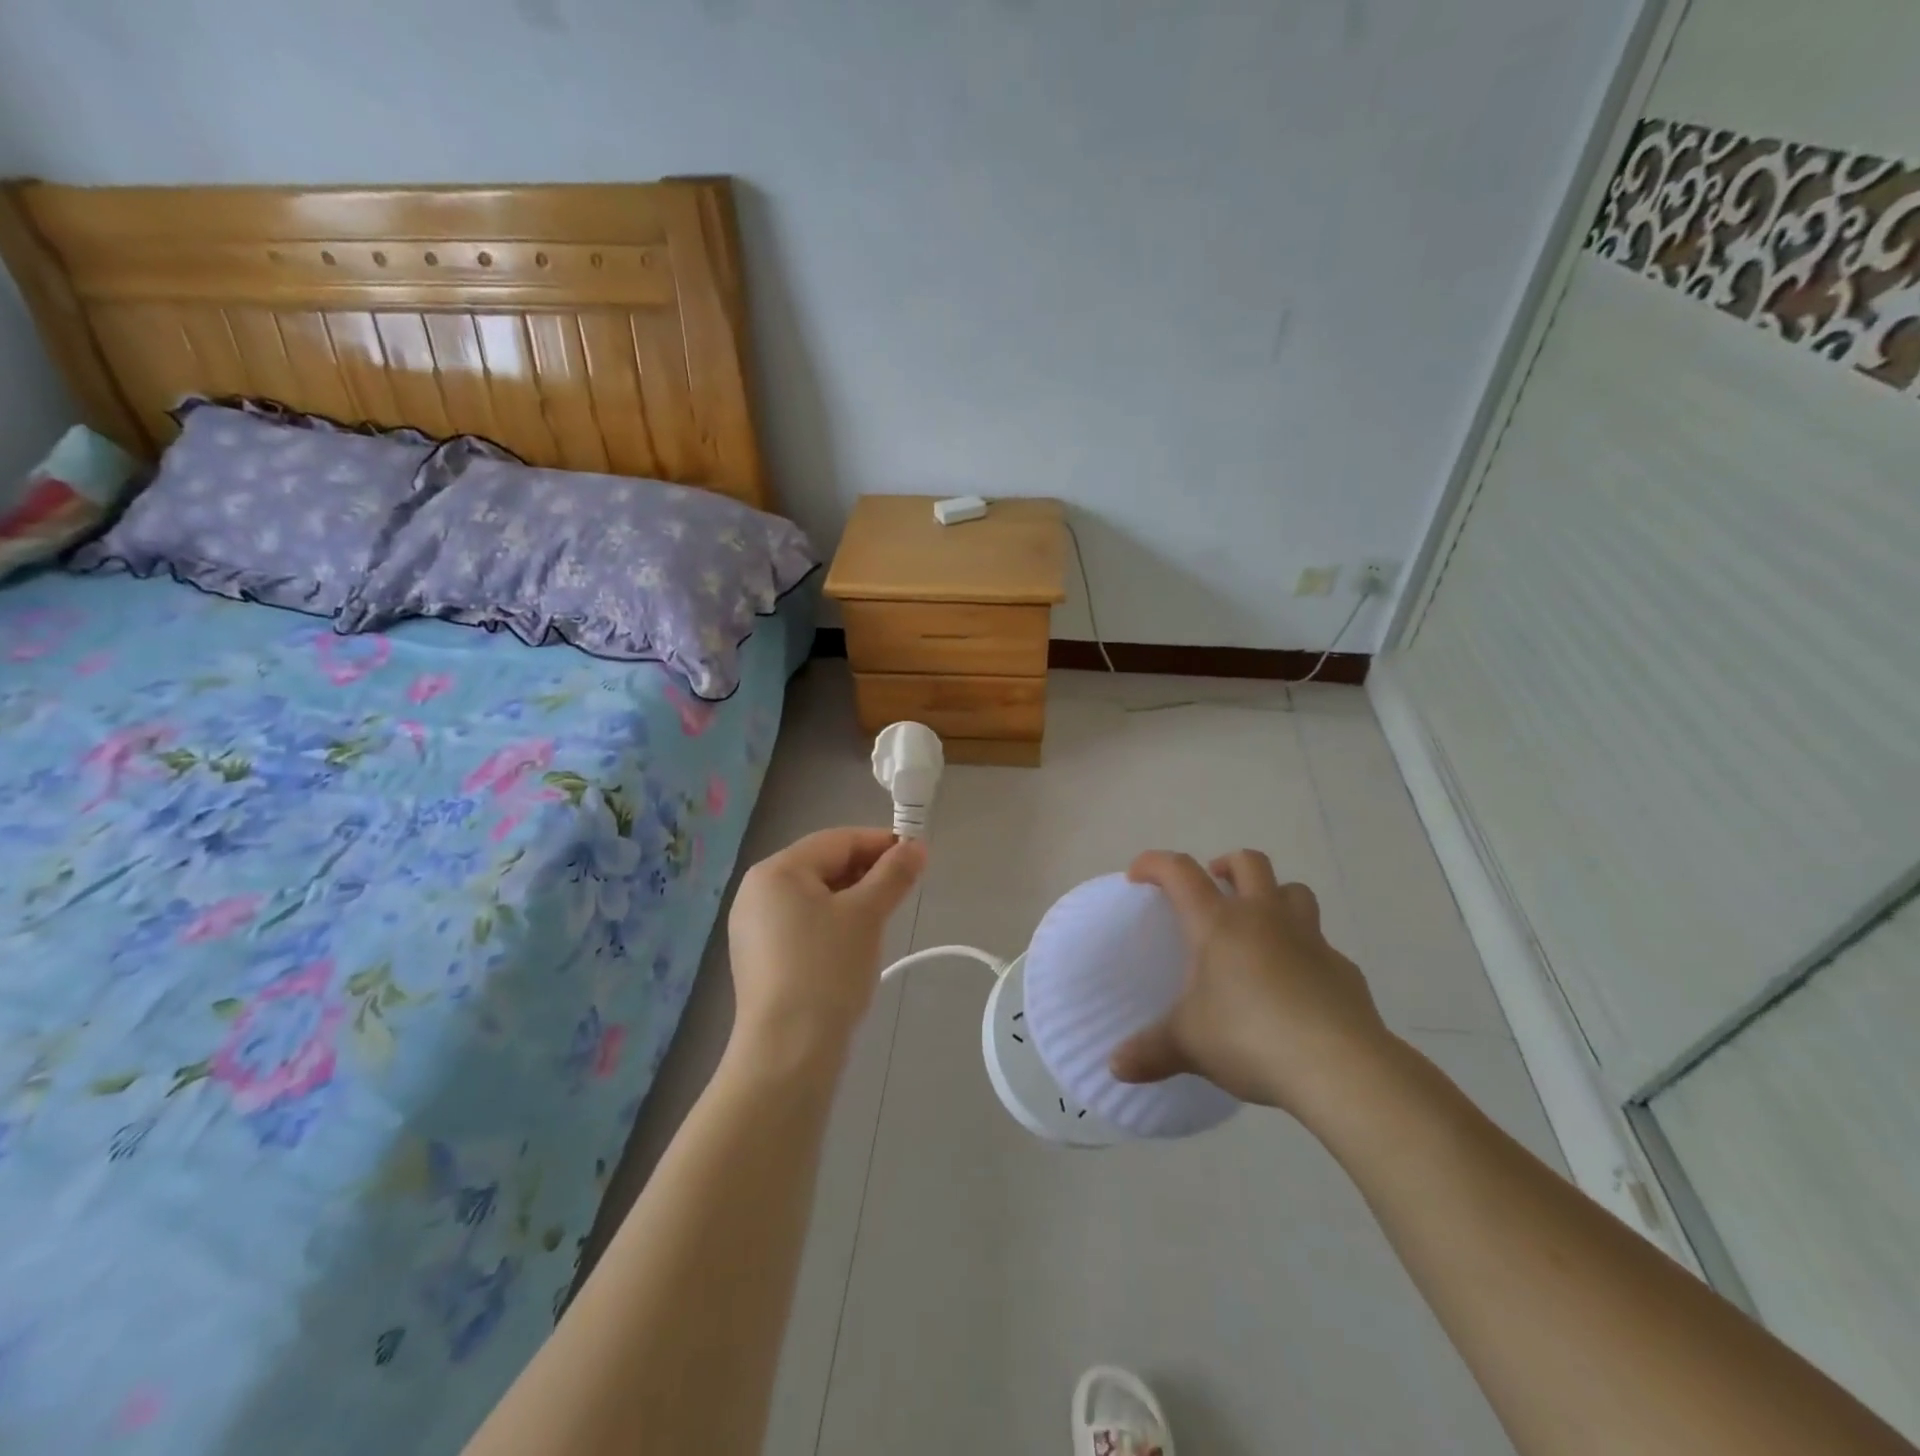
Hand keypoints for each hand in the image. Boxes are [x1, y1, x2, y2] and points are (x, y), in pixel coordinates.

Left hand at [726, 828, 925, 1061]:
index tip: (916, 856)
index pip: (837, 840)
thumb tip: (917, 845)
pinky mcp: (759, 957)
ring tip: (883, 917)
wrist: (788, 1051)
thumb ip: (893, 874)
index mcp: (776, 871)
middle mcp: (757, 891)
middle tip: (903, 889)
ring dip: (852, 898)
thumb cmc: (827, 969)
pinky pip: (802, 923)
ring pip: (814, 896)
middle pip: (823, 865)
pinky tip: (854, 944)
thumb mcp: (867, 915)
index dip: (880, 843)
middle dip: (866, 872)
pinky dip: (832, 923)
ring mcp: (753, 926)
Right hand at [1108, 849, 1394, 1119]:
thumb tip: (1115, 1066)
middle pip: (1250, 863)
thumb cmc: (1249, 1038)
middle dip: (1228, 865)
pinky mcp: (1343, 969)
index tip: (1139, 875)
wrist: (1339, 1067)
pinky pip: (1322, 945)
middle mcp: (1264, 918)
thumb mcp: (1188, 1046)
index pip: (1180, 872)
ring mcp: (1309, 939)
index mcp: (1218, 924)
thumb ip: (1151, 1051)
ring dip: (1274, 897)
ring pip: (1294, 892)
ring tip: (1260, 924)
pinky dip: (1306, 952)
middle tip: (1214, 887)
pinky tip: (1298, 985)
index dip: (1155, 864)